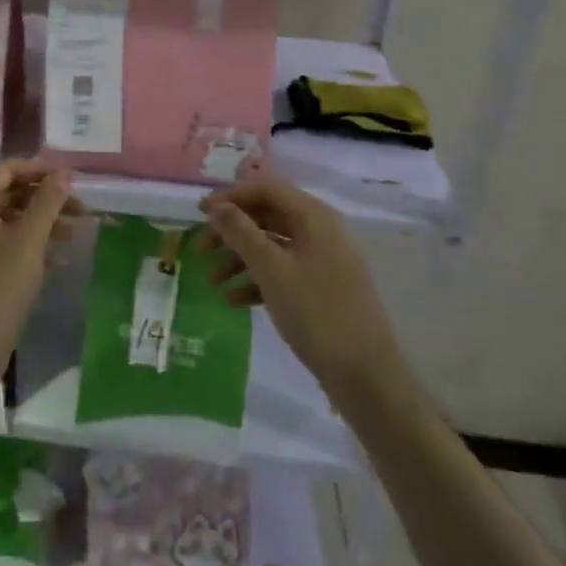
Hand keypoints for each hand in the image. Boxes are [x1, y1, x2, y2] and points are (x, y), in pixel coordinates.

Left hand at [0, 161, 81, 379]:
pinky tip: (61, 258)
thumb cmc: (0, 285)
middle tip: (81, 208)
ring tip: (78, 232)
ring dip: (45, 222)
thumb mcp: (29, 239)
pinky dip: (35, 246)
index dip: (39, 169)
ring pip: (14, 222)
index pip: (7, 170)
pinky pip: (10, 247)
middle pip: (11, 195)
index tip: (70, 178)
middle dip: (46, 198)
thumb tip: (63, 172)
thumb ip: (47, 202)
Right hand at [199, 177, 402, 401]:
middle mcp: (322, 231)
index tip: (200, 213)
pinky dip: (258, 280)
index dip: (231, 196)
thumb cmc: (316, 313)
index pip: (267, 189)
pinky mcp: (323, 288)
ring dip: (240, 259)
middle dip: (232, 231)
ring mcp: (324, 260)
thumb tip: (217, 205)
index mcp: (315, 217)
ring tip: (212, 283)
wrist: (366, 376)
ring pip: (273, 246)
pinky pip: (284, 271)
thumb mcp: (271, 270)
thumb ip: (241, 232)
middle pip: (268, 216)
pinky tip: (234, 301)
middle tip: (201, 249)